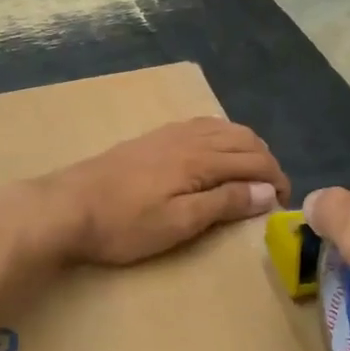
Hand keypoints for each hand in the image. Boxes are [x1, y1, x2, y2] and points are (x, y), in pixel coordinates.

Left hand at [32, 118, 288, 266]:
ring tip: (251, 173)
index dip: (276, 180)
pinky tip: (215, 152)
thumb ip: (225, 203)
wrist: (66, 207)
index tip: (283, 203)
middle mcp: (190, 137)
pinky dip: (222, 136)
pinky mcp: (152, 138)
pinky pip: (201, 126)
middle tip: (271, 191)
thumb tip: (267, 191)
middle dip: (265, 161)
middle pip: (243, 139)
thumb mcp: (179, 223)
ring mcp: (169, 134)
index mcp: (201, 159)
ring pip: (223, 128)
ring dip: (246, 146)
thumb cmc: (124, 224)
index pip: (254, 161)